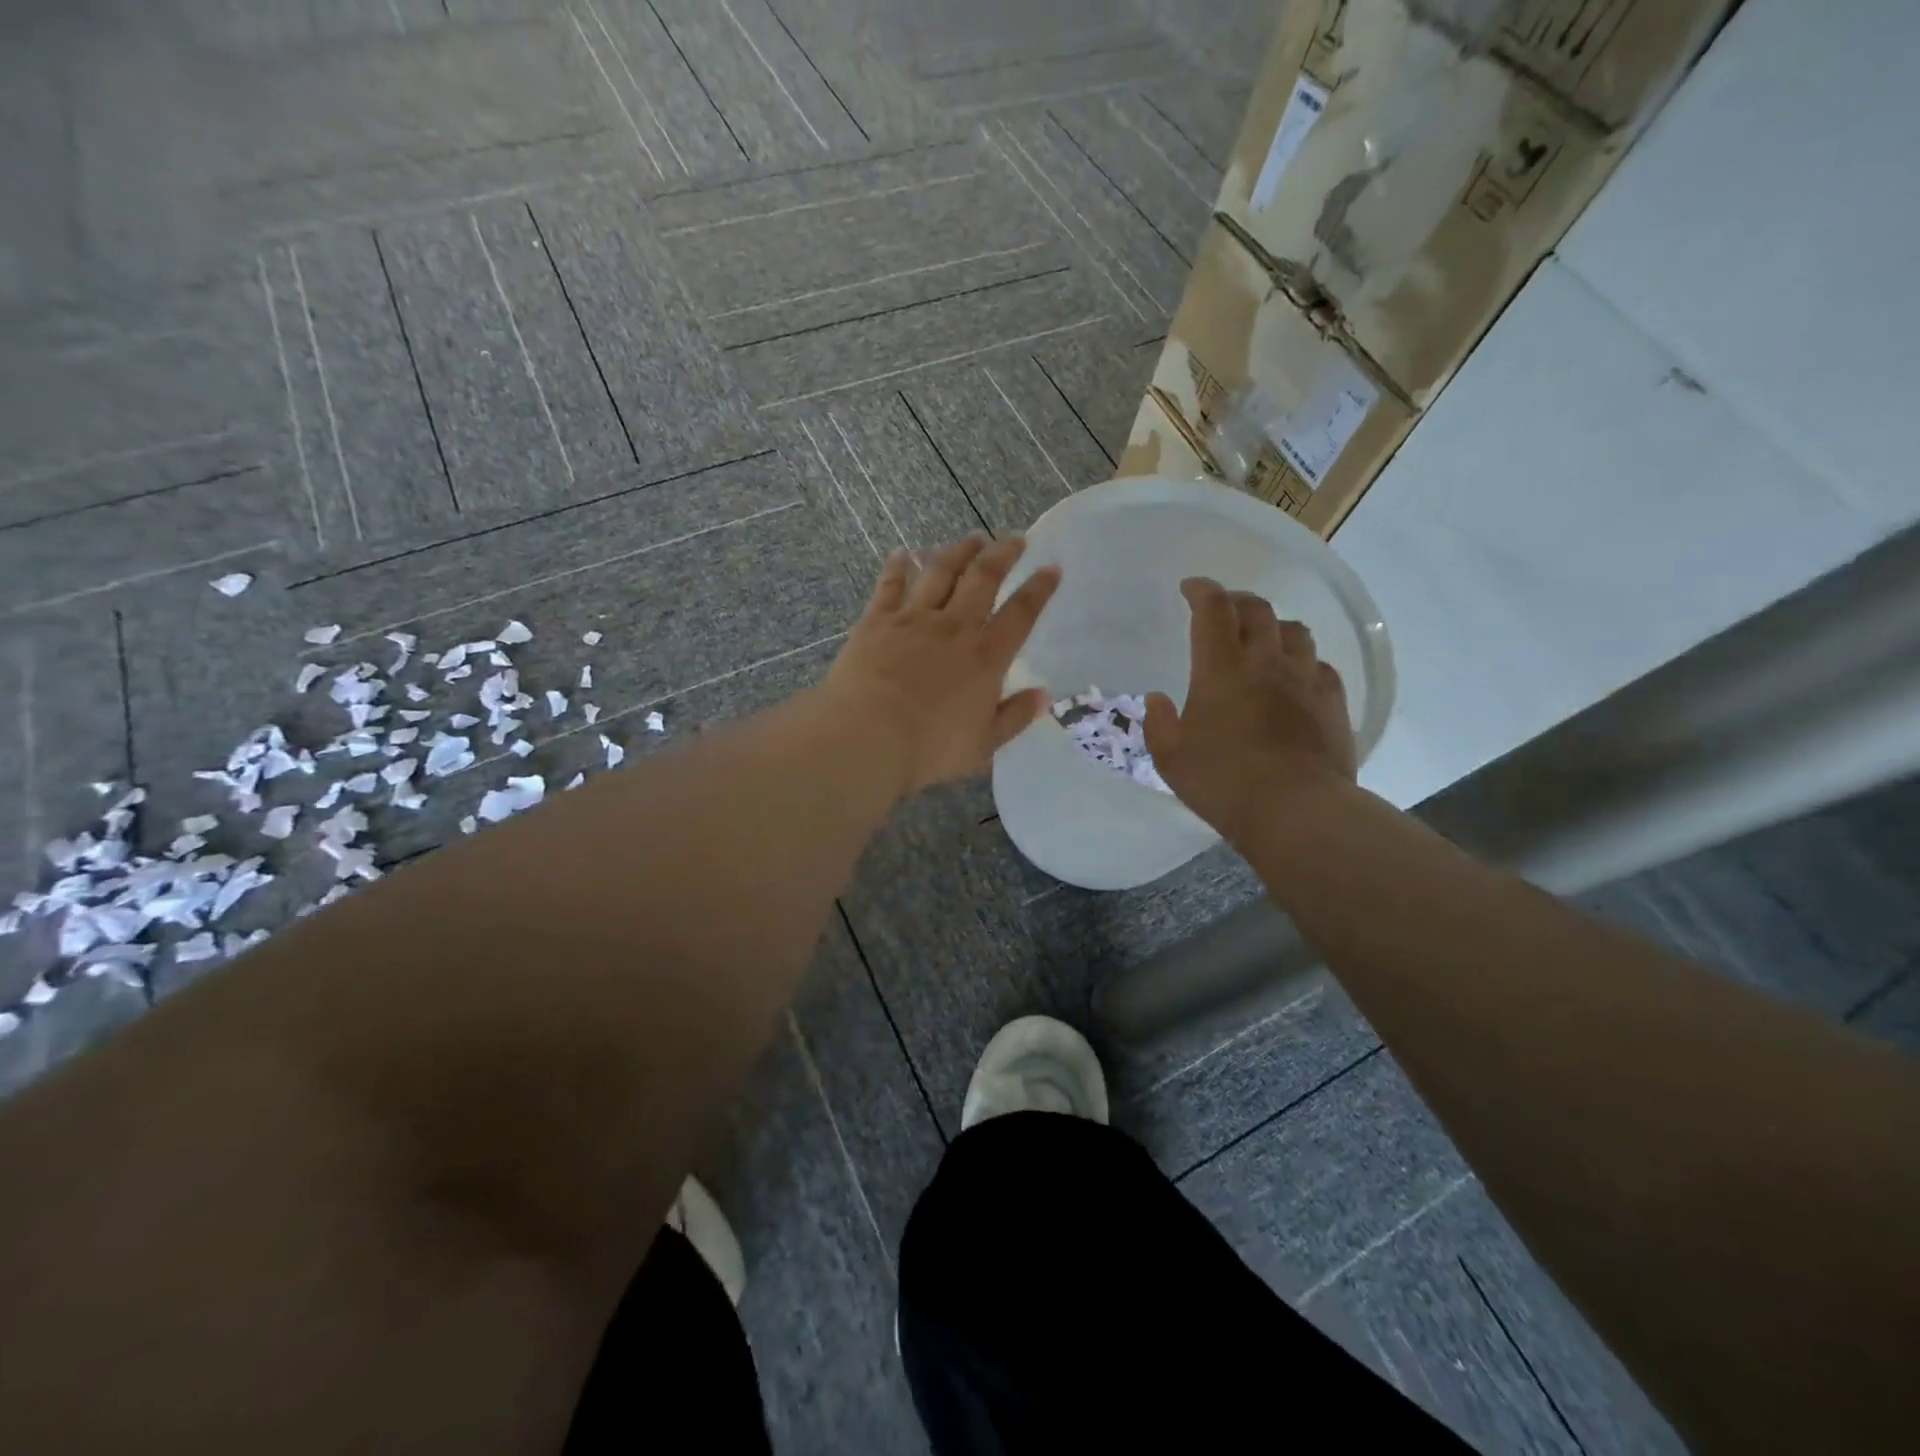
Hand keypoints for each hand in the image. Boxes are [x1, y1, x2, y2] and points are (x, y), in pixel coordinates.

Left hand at [822, 536, 1060, 797]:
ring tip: (971, 539)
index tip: (1052, 568)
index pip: (1021, 614)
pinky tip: (901, 553)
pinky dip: (897, 567)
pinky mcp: (876, 621)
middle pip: (983, 580)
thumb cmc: (929, 749)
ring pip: (940, 574)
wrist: (867, 737)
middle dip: (1002, 555)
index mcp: (986, 657)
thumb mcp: (983, 744)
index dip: (1039, 589)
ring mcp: (913, 620)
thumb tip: (1043, 696)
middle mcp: (954, 628)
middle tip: (1014, 538)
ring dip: (958, 553)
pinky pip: (890, 586)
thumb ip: (1014, 717)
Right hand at [1145, 577, 1357, 846]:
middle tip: (1223, 609)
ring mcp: (1304, 680)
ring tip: (1261, 638)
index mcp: (1221, 670)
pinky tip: (1295, 676)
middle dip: (1237, 601)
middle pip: (1258, 610)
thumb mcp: (1171, 759)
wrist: (1296, 811)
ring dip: (1273, 626)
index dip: (1201, 590)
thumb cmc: (1223, 783)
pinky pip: (1319, 665)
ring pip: (1294, 630)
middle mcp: (1265, 663)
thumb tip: (1159, 698)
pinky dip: (1302, 660)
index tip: (1190, 588)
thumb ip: (1159, 724)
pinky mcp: (1332, 702)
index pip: (1213, 610)